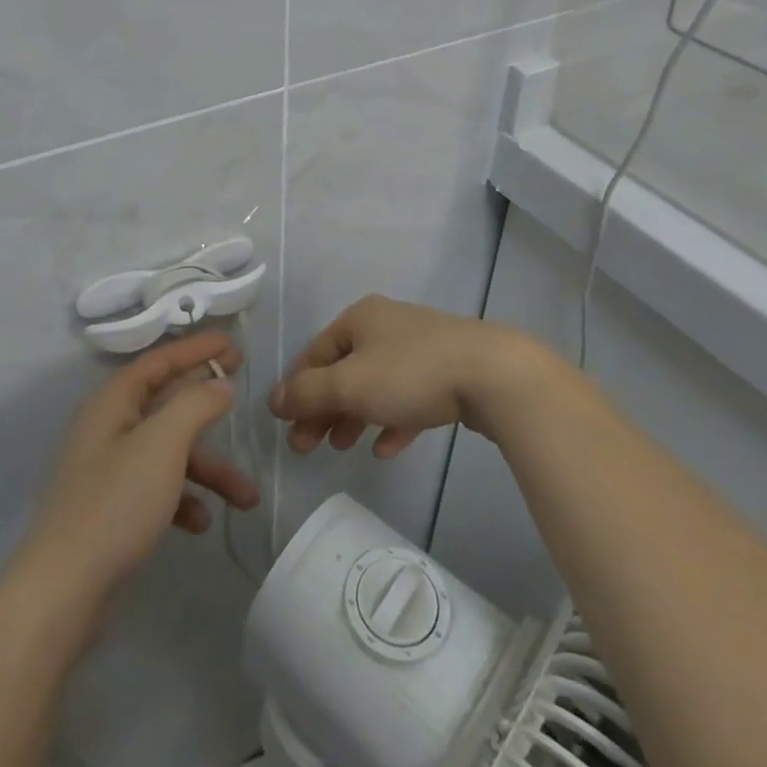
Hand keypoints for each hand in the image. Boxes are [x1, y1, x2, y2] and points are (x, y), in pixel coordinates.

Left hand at [17, 329, 258, 615]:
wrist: (62, 593)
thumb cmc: (115, 504)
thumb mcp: (163, 443)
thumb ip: (195, 404)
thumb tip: (219, 383)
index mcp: (112, 404)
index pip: (158, 361)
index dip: (195, 349)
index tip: (233, 344)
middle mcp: (108, 430)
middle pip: (165, 403)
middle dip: (207, 404)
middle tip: (242, 390)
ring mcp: (109, 472)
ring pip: (169, 453)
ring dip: (208, 469)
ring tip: (246, 497)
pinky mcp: (113, 510)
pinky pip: (158, 489)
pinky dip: (184, 499)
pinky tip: (201, 522)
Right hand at [270, 295, 561, 456]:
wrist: (493, 374)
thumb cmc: (411, 373)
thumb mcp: (350, 384)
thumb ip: (307, 393)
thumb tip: (273, 399)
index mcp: (360, 318)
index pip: (315, 353)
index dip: (297, 389)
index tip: (287, 426)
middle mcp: (387, 326)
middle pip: (343, 370)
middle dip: (323, 409)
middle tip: (307, 448)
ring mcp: (420, 348)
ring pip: (374, 385)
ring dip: (353, 417)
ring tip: (342, 448)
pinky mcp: (447, 372)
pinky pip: (408, 398)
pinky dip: (391, 421)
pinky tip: (385, 449)